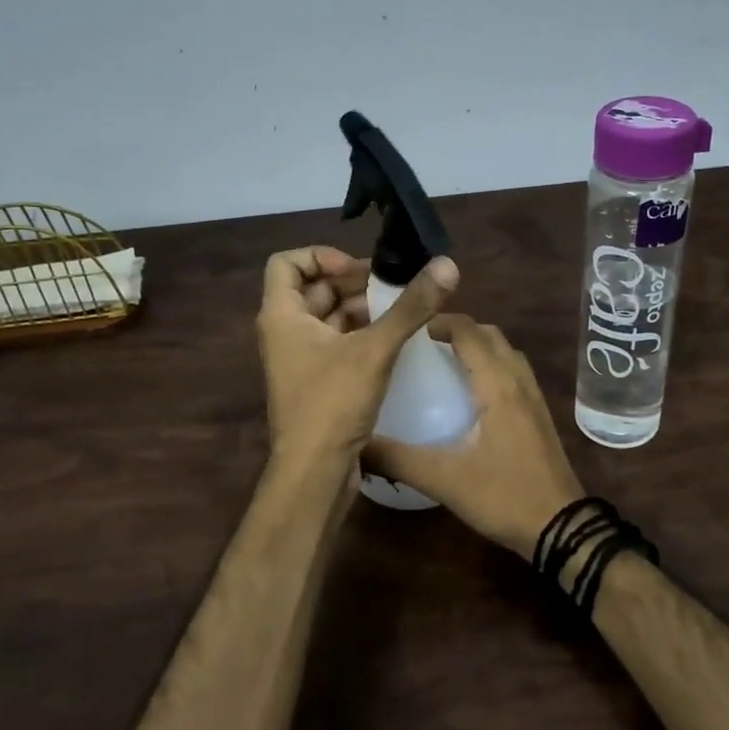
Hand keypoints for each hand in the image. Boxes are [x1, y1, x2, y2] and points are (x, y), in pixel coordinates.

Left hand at [258, 246, 458, 468]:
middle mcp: (285, 332)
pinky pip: (337, 343)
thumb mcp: (374, 349)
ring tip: (402, 308)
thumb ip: (410, 307)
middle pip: (313, 289)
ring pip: (329, 318)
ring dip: (361, 308)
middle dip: (353, 282)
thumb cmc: (332, 403)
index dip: (321, 256)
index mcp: (281, 315)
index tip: (358, 269)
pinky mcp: (317, 382)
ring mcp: (299, 359)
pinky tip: (395, 339)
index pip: (286, 263)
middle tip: (395, 284)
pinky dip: (361, 334)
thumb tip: (447, 265)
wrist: (314, 474)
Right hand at [364, 316, 583, 558]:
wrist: (562, 528)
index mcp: (497, 385)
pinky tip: (471, 395)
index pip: (469, 332)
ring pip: (506, 353)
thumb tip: (354, 444)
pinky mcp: (540, 416)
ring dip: (478, 346)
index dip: (439, 321)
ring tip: (445, 362)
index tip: (409, 328)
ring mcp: (534, 398)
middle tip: (423, 344)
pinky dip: (492, 366)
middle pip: (490, 335)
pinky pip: (515, 373)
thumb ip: (396, 459)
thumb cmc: (503, 496)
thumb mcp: (443, 479)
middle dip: (458, 330)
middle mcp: (519, 381)